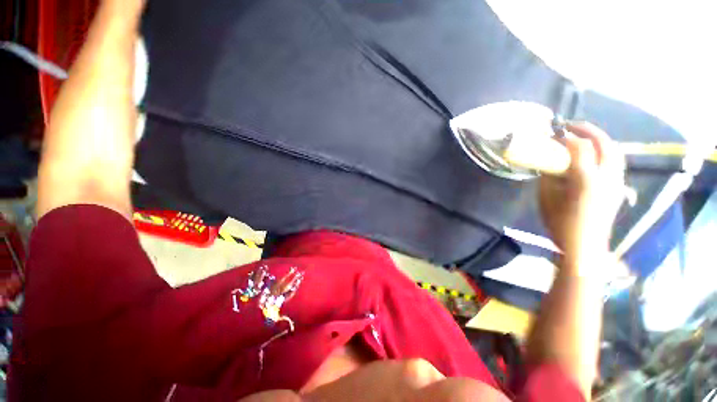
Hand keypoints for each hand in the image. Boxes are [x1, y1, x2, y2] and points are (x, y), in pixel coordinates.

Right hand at [539, 122, 625, 269]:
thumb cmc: (559, 223)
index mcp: (585, 180)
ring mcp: (616, 182)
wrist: (583, 245)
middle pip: (604, 144)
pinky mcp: (618, 188)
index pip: (580, 148)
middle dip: (588, 131)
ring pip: (615, 151)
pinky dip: (606, 151)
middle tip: (571, 126)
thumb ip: (548, 177)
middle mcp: (606, 177)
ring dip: (600, 139)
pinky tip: (594, 154)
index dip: (567, 138)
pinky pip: (616, 162)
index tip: (554, 133)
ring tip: (584, 136)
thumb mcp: (546, 198)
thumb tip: (549, 164)